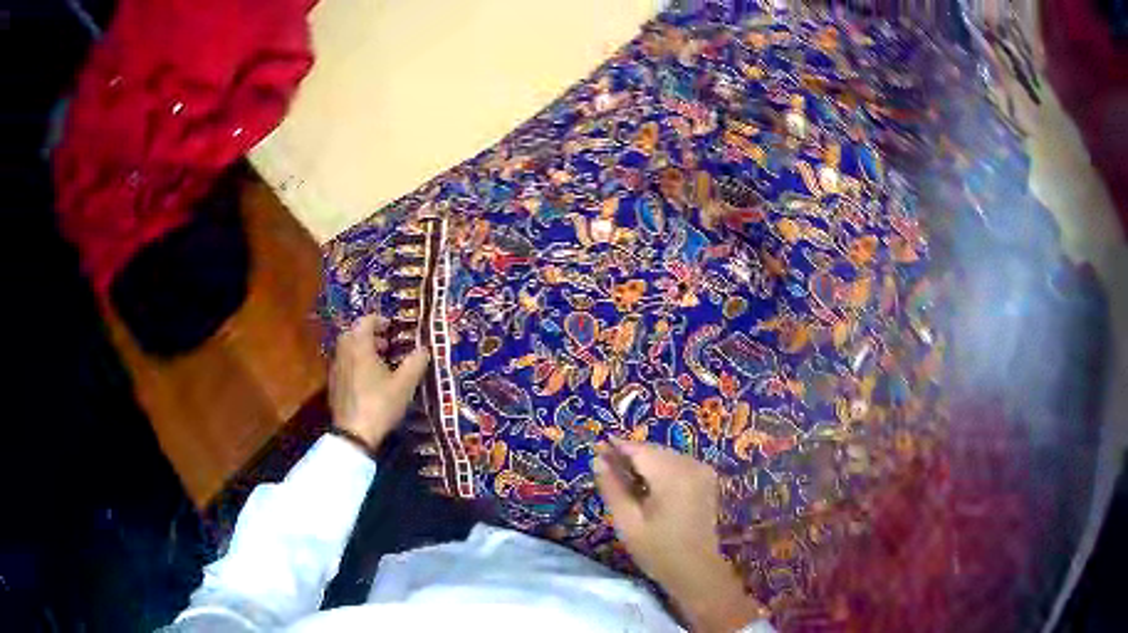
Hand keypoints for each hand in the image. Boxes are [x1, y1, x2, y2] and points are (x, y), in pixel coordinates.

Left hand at [329, 313, 429, 451]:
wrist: (353, 434)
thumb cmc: (379, 404)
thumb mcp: (404, 385)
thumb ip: (415, 363)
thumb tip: (424, 349)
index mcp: (359, 347)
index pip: (365, 322)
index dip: (379, 320)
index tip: (391, 327)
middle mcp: (343, 353)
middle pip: (353, 334)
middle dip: (369, 336)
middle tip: (386, 346)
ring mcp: (336, 370)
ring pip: (347, 351)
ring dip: (361, 351)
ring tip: (379, 365)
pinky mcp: (333, 386)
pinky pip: (344, 366)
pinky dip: (355, 365)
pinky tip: (368, 383)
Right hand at [594, 439, 768, 631]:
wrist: (696, 570)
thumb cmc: (658, 550)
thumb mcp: (627, 522)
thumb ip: (612, 488)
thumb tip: (597, 460)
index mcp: (672, 475)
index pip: (639, 449)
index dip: (616, 447)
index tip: (596, 448)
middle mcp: (691, 465)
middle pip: (653, 450)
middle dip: (629, 455)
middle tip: (604, 464)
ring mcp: (702, 470)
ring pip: (665, 456)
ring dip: (644, 462)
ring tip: (622, 476)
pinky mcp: (706, 479)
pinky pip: (677, 464)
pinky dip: (660, 469)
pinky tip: (646, 485)